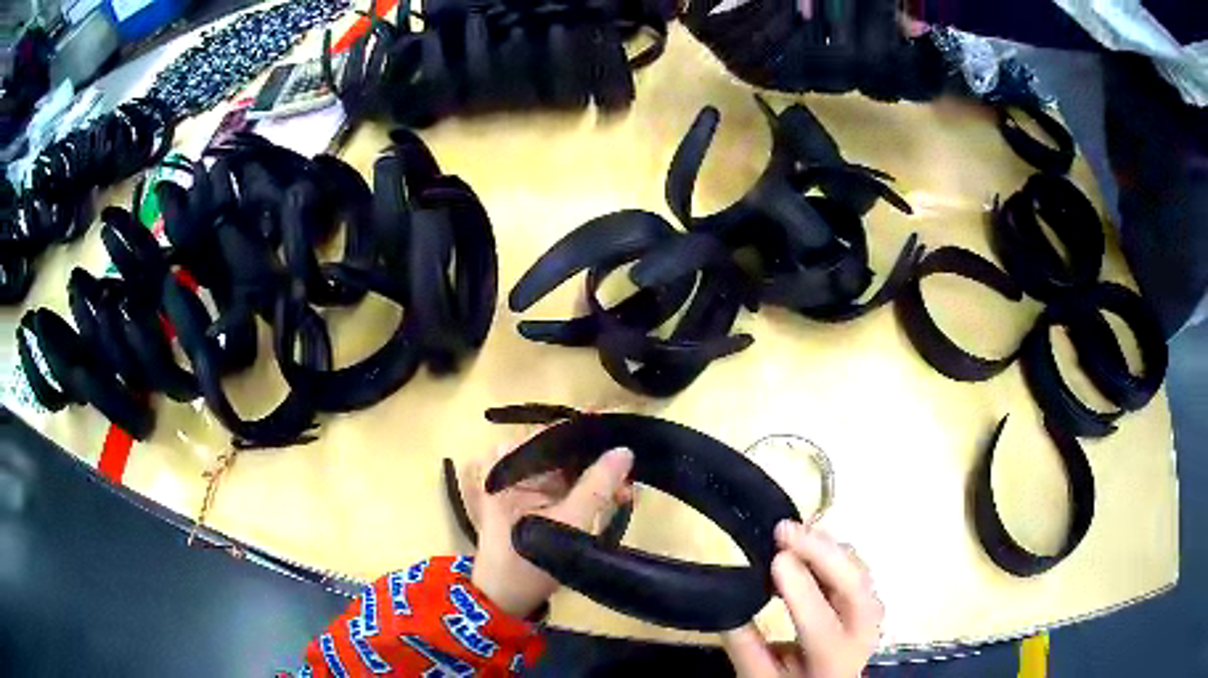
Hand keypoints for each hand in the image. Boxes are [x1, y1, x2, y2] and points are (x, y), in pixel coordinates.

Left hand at [462, 446, 634, 618]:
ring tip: (628, 494)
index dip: (590, 437)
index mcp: (507, 463)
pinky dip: (590, 493)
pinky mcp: (534, 502)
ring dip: (599, 480)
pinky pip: (568, 488)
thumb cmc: (528, 560)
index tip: (624, 441)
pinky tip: (615, 500)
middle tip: (631, 477)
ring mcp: (523, 485)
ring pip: (570, 471)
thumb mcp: (568, 523)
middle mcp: (512, 466)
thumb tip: (625, 450)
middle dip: (598, 463)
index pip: (553, 436)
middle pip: (563, 453)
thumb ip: (597, 485)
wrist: (505, 600)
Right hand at [722, 521, 882, 677]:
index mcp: (834, 661)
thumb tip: (724, 606)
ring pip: (859, 573)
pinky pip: (855, 570)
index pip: (821, 625)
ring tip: (795, 531)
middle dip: (823, 554)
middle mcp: (861, 635)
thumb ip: (744, 647)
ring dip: (828, 548)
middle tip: (786, 531)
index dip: (802, 591)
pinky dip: (832, 553)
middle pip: (855, 589)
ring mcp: (870, 615)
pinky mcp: (866, 601)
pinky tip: (808, 543)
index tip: (778, 558)